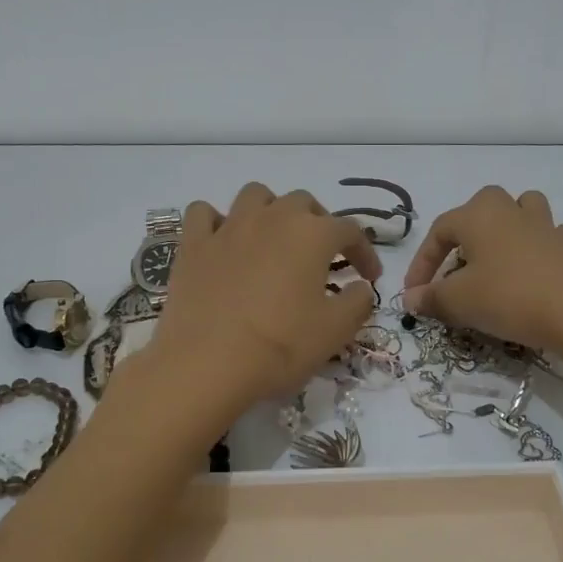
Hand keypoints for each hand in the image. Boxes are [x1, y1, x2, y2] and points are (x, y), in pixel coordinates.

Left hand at [138, 183, 381, 417]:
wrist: (207, 365)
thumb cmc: (280, 347)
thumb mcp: (335, 331)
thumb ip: (358, 301)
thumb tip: (359, 287)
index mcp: (311, 235)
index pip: (350, 231)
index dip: (365, 252)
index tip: (369, 277)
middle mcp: (271, 218)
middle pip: (303, 203)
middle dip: (319, 224)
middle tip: (323, 257)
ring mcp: (228, 228)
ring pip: (255, 196)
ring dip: (271, 210)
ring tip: (274, 240)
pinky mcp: (193, 245)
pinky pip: (204, 214)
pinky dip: (217, 221)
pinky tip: (224, 243)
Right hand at [402, 187, 562, 353]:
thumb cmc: (506, 297)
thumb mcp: (458, 301)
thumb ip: (430, 297)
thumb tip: (411, 298)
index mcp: (477, 215)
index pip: (438, 232)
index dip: (422, 263)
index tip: (415, 293)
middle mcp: (510, 209)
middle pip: (482, 206)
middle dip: (465, 231)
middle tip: (456, 263)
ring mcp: (545, 224)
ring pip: (522, 209)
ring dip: (507, 225)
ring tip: (498, 252)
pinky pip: (550, 235)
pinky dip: (539, 246)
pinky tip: (535, 266)